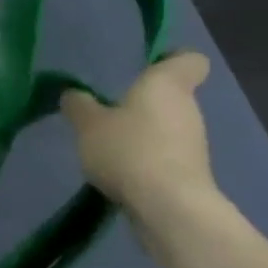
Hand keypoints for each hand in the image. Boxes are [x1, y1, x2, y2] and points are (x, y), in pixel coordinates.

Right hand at [60, 50, 215, 207]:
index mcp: (168, 83)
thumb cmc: (129, 150)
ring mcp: (194, 144)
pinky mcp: (192, 175)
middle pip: (173, 96)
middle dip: (145, 104)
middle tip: (110, 113)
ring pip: (169, 129)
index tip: (149, 67)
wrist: (168, 208)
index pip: (189, 59)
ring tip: (111, 149)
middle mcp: (188, 108)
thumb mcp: (88, 125)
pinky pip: (167, 158)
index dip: (172, 60)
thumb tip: (73, 94)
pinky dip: (148, 163)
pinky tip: (123, 176)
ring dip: (145, 136)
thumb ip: (79, 106)